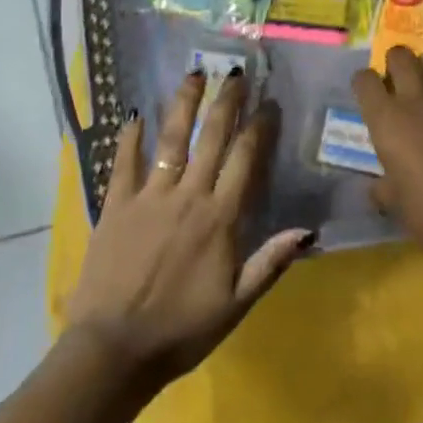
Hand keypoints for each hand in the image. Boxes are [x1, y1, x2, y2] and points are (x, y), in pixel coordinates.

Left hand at [65, 69, 312, 392]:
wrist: (114, 350)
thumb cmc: (182, 331)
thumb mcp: (236, 305)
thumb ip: (270, 263)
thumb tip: (308, 230)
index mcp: (220, 219)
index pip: (245, 161)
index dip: (259, 128)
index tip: (269, 103)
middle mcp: (187, 197)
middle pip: (212, 139)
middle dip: (225, 102)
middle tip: (235, 73)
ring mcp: (149, 197)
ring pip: (171, 141)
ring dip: (183, 105)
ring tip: (193, 74)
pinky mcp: (115, 205)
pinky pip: (123, 163)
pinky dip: (129, 137)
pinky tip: (133, 113)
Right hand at [350, 47, 422, 262]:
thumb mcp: (394, 202)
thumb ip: (383, 186)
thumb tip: (379, 187)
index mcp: (386, 118)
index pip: (364, 79)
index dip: (364, 85)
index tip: (368, 97)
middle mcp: (416, 98)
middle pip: (400, 55)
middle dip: (395, 64)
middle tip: (397, 84)